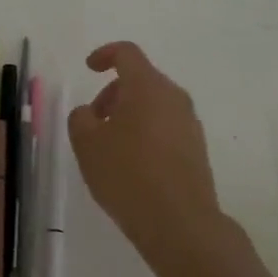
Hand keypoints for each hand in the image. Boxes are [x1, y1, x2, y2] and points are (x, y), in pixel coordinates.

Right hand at [67, 42, 226, 264]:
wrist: (180, 223)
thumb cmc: (128, 174)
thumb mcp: (87, 144)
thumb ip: (81, 118)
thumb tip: (90, 113)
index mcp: (147, 86)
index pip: (127, 53)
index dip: (104, 55)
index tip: (89, 68)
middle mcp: (174, 97)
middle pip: (140, 80)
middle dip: (113, 93)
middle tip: (94, 121)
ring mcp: (189, 123)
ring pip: (154, 105)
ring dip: (130, 115)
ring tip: (110, 148)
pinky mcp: (197, 149)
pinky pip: (166, 127)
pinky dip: (146, 133)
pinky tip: (132, 165)